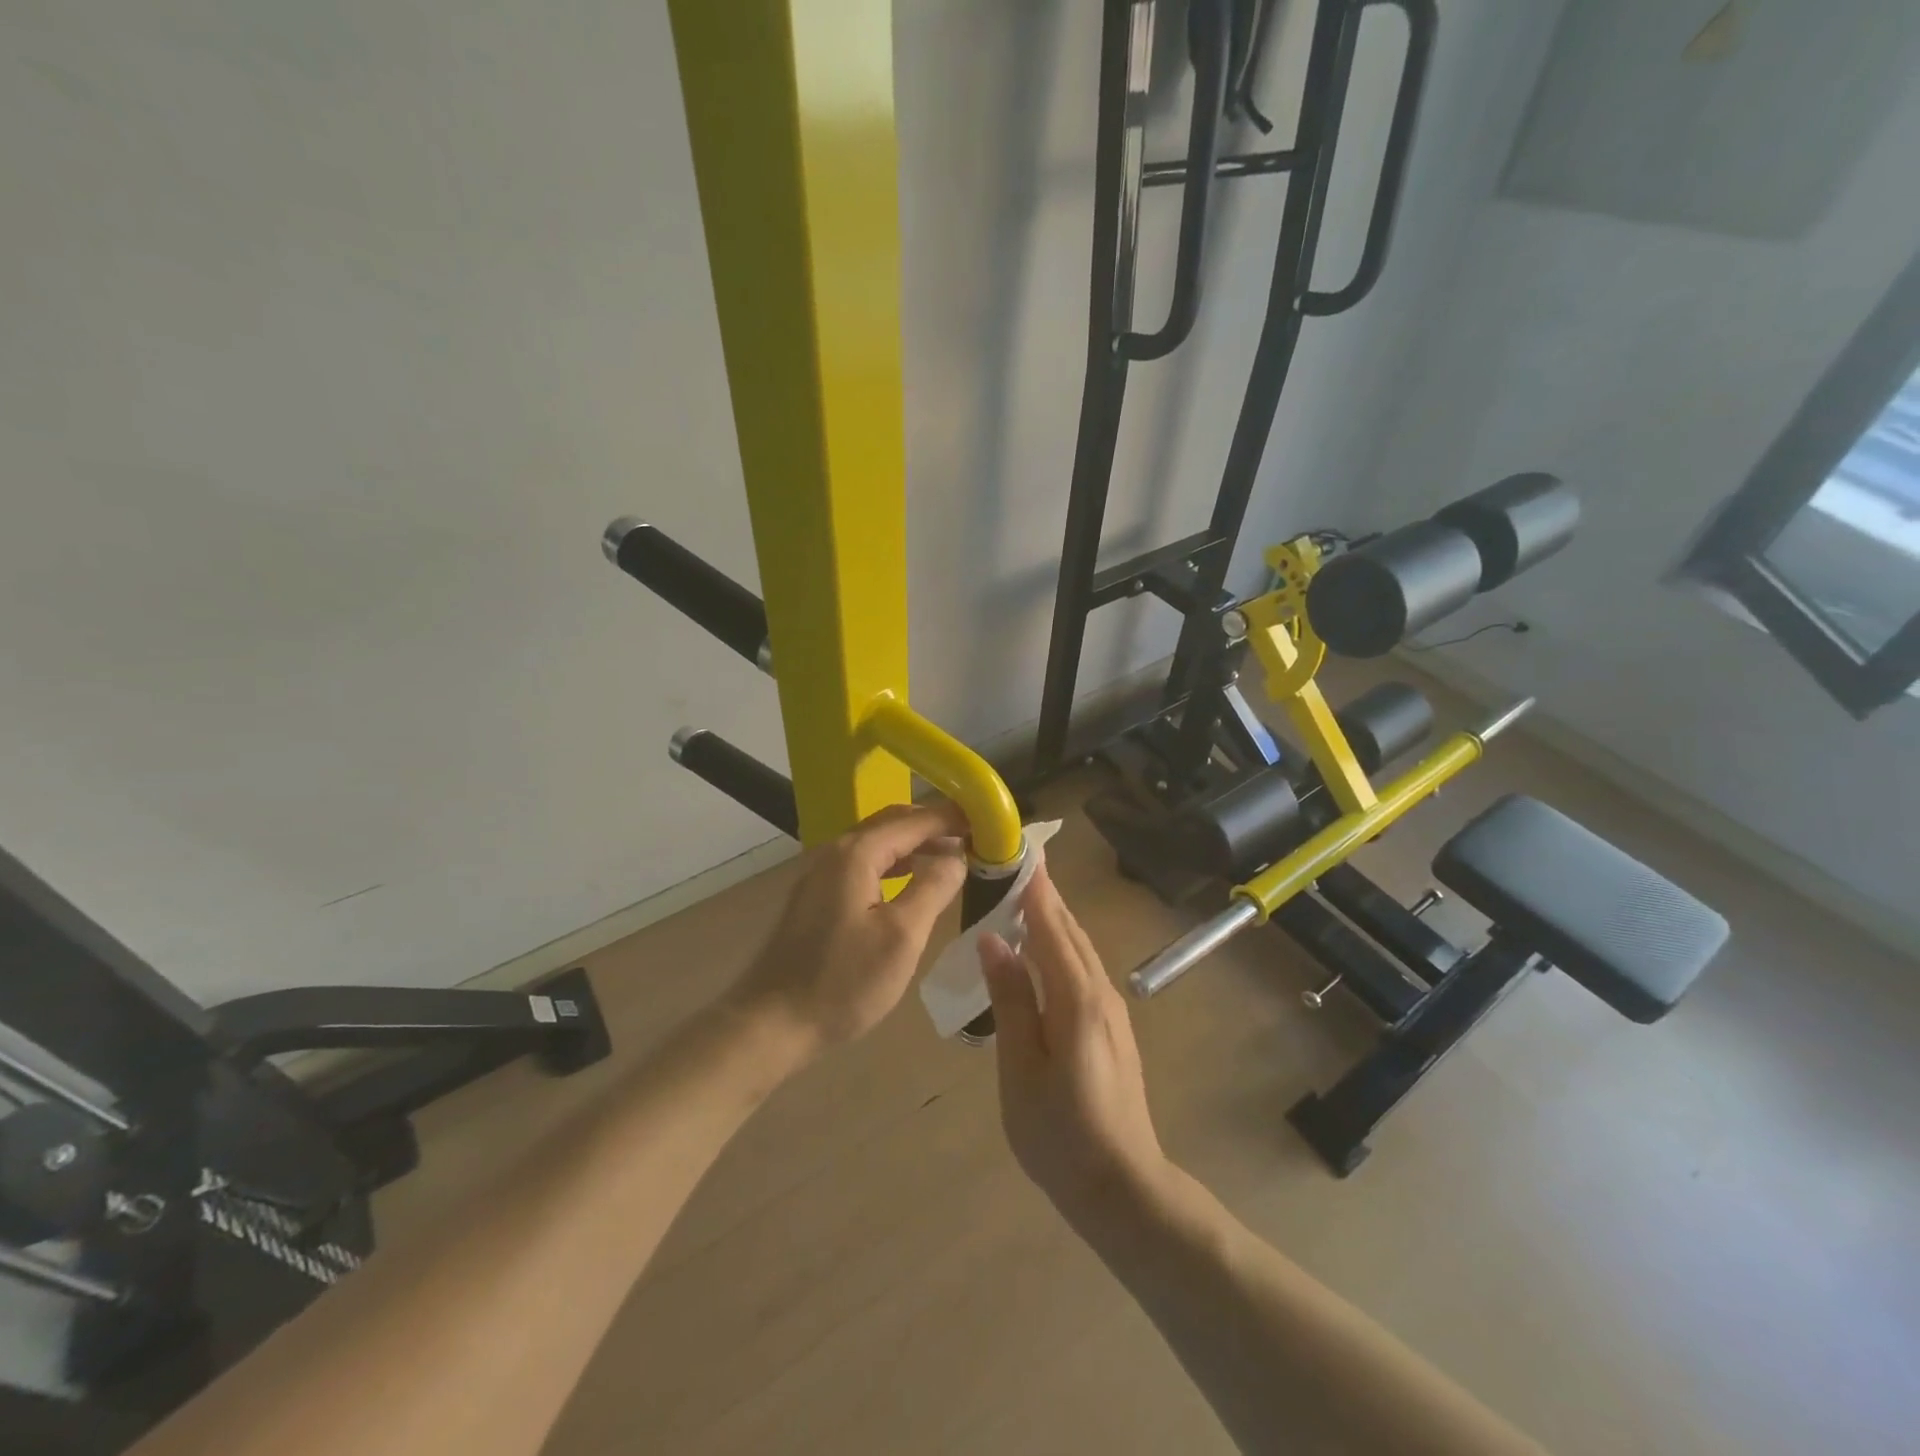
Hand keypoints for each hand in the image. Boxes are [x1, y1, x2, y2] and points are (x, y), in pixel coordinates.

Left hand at [728, 801, 967, 1066]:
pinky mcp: (816, 896)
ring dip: (914, 845)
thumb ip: (934, 887)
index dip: (952, 817)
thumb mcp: (902, 936)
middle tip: (974, 837)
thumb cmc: (843, 981)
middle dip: (934, 826)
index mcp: (856, 853)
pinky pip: (863, 864)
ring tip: (952, 857)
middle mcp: (835, 852)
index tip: (987, 820)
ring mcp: (820, 873)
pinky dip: (894, 863)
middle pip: (892, 823)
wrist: (771, 1024)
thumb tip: (957, 855)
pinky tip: (911, 882)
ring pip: (877, 843)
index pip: (914, 820)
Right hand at [978, 862, 1169, 1224]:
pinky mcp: (1112, 1026)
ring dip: (1053, 919)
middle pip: (1069, 930)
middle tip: (1015, 864)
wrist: (1124, 1187)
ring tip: (1023, 897)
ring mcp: (1112, 1009)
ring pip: (1079, 948)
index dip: (1034, 888)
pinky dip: (1061, 945)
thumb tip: (992, 941)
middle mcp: (1100, 992)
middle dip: (1044, 895)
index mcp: (1076, 998)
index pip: (1051, 926)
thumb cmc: (1060, 1134)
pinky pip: (1084, 968)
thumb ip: (1010, 1000)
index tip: (1018, 851)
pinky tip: (1042, 952)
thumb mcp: (1020, 1068)